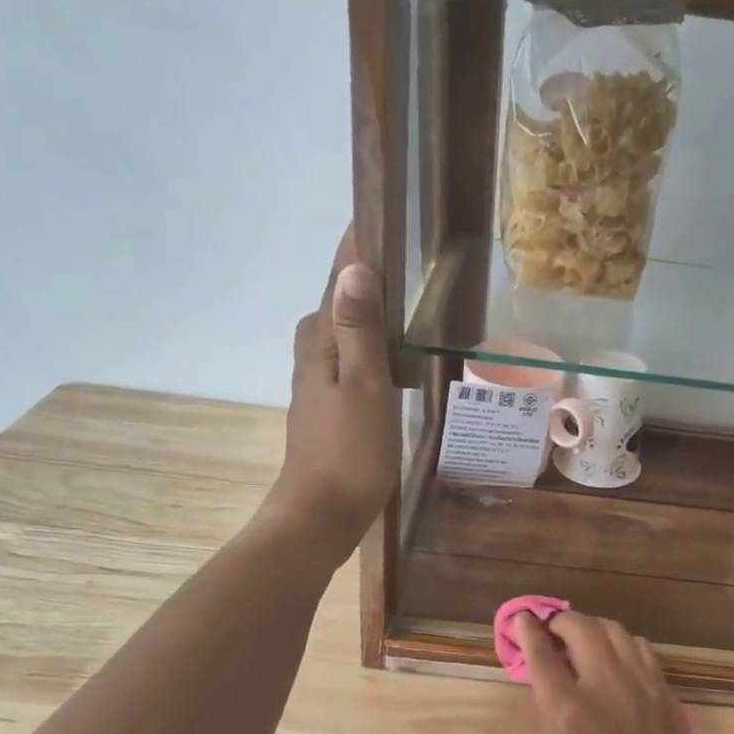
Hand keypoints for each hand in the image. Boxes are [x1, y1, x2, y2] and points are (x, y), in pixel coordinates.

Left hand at [273, 226, 398, 553]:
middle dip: (372, 277)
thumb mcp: (363, 386)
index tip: (389, 218)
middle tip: (416, 260)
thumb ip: (359, 329)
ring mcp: (321, 380)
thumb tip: (356, 267)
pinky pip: (357, 359)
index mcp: (320, 340)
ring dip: (377, 314)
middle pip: (343, 301)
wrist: (322, 515)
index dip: (361, 247)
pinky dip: (379, 348)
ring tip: (419, 302)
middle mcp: (315, 352)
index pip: (340, 277)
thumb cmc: (348, 452)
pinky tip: (405, 359)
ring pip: (350, 332)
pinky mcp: (333, 404)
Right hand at [515, 611, 715, 733]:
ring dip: (592, 627)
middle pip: (580, 627)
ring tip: (584, 640)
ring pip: (614, 629)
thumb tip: (547, 680)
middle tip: (553, 630)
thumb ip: (547, 713)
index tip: (523, 618)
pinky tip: (618, 660)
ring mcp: (640, 682)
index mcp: (567, 708)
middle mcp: (604, 683)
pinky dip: (622, 644)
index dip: (528, 629)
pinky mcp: (664, 688)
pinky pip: (641, 648)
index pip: (541, 652)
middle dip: (560, 621)